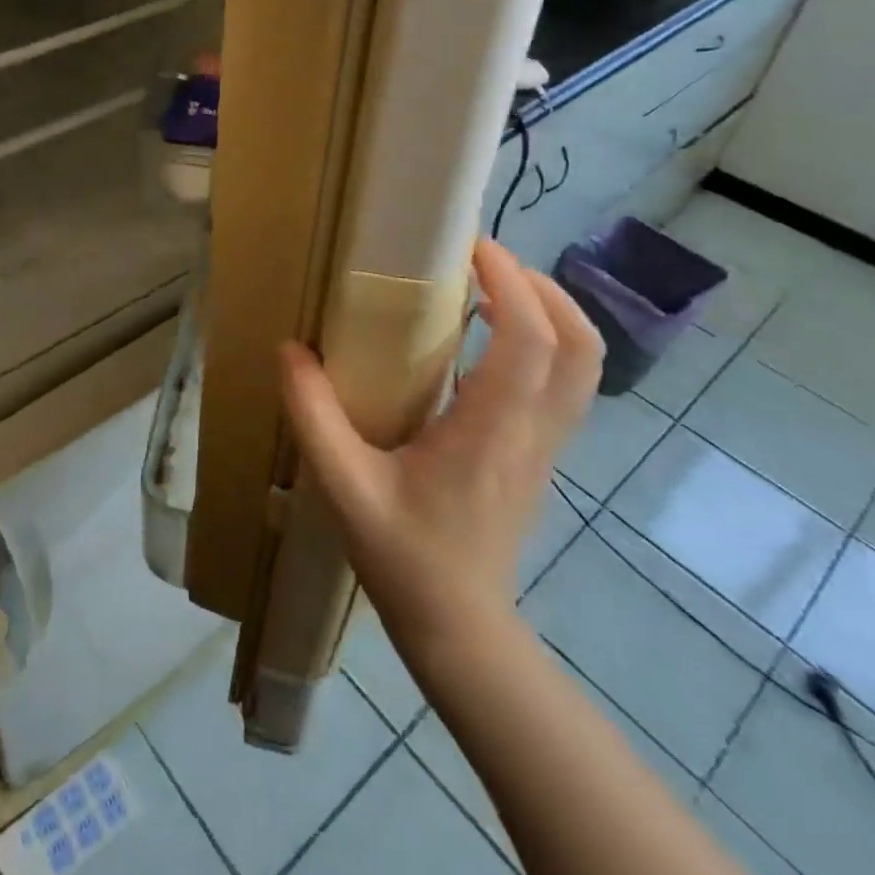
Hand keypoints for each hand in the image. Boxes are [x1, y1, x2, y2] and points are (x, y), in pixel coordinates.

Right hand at [281, 240, 601, 629]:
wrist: (459, 629)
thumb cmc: (403, 556)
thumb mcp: (343, 486)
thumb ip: (312, 414)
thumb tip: (291, 349)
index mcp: (489, 432)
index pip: (530, 342)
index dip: (511, 283)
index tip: (471, 246)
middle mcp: (532, 432)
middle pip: (580, 345)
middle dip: (542, 287)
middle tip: (485, 261)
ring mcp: (546, 446)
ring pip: (583, 365)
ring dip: (549, 311)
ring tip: (491, 288)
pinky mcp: (541, 454)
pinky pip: (564, 383)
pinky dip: (542, 341)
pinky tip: (488, 339)